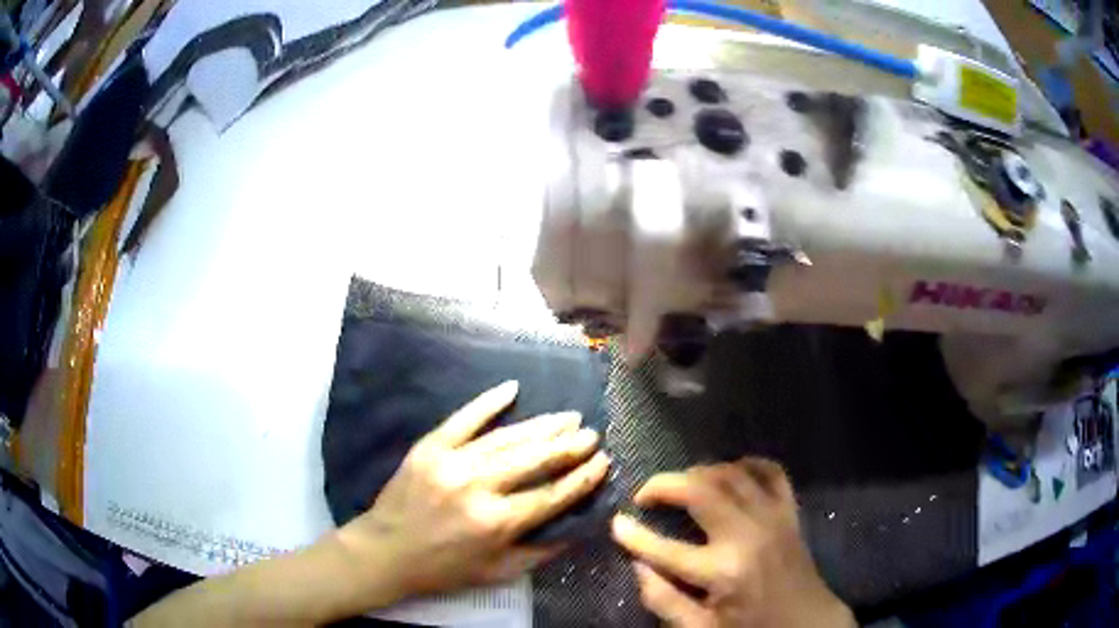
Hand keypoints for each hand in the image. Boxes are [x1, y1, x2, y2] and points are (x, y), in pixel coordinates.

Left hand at [335, 380, 610, 601]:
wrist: (386, 551)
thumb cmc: (444, 569)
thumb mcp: (498, 572)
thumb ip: (541, 551)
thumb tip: (579, 526)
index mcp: (497, 522)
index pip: (552, 495)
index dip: (582, 479)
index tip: (603, 462)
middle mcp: (478, 487)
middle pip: (534, 460)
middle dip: (568, 446)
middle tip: (591, 433)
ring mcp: (452, 462)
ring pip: (506, 438)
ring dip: (541, 426)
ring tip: (567, 417)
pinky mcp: (430, 447)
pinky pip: (463, 419)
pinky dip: (487, 402)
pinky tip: (511, 388)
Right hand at [612, 458, 853, 627]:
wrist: (807, 623)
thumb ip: (664, 601)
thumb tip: (638, 567)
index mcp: (722, 572)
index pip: (665, 549)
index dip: (634, 535)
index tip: (616, 523)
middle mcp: (747, 535)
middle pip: (700, 491)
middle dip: (665, 485)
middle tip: (645, 494)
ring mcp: (773, 518)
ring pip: (732, 474)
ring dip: (700, 472)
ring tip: (682, 485)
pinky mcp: (789, 512)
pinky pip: (772, 472)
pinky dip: (749, 464)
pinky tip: (731, 471)